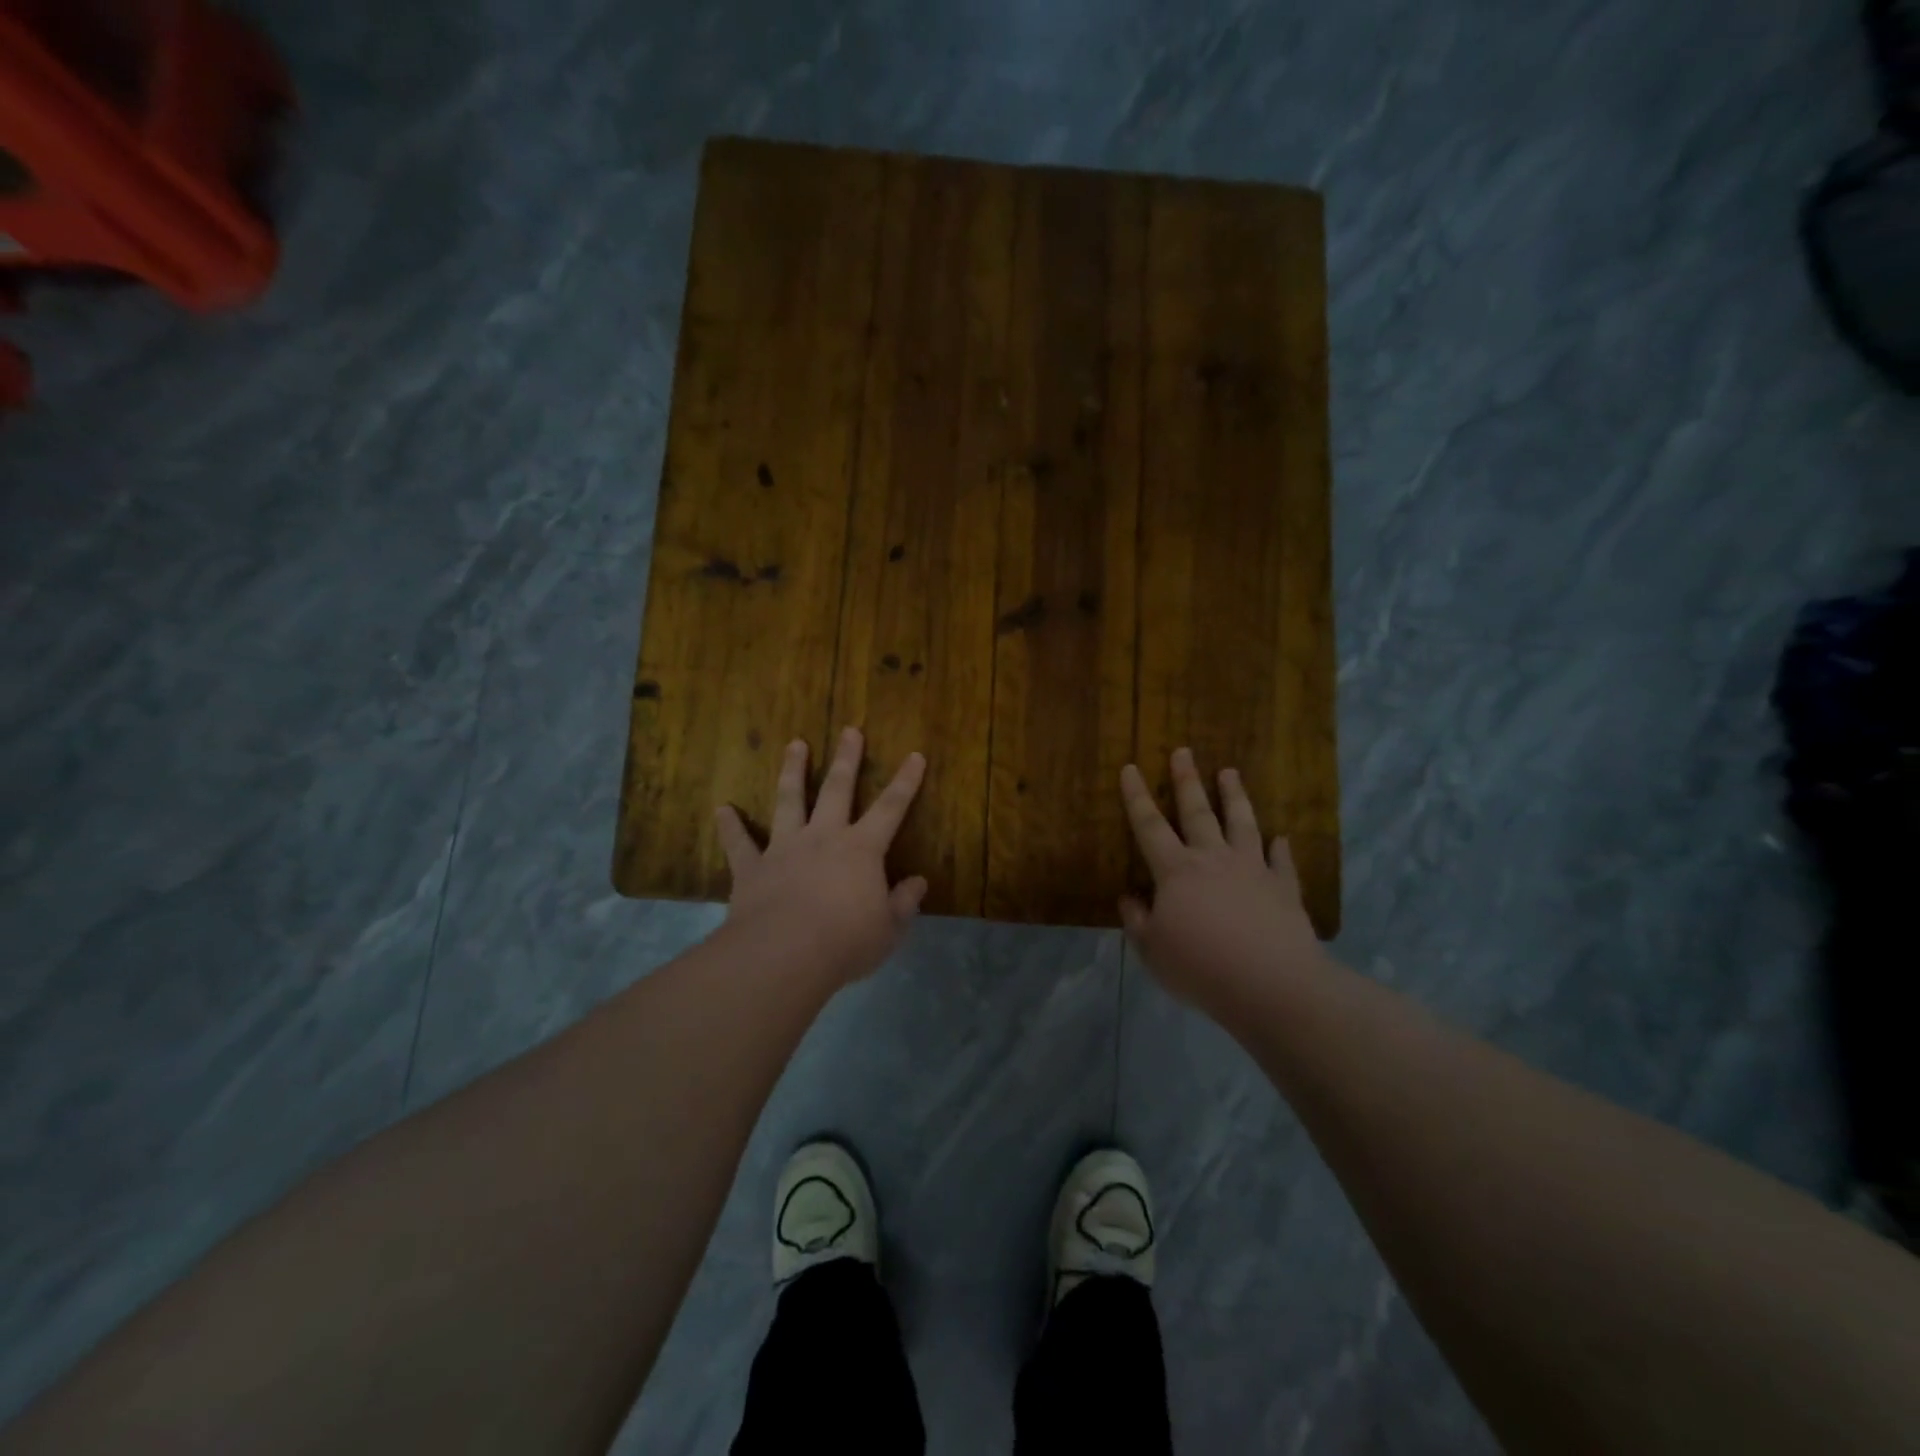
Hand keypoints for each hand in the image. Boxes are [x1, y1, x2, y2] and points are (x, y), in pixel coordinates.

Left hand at [716, 728, 927, 990]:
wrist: (783, 956)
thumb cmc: (845, 943)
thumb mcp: (889, 929)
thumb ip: (904, 902)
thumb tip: (918, 882)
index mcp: (861, 850)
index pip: (891, 808)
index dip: (906, 782)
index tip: (915, 755)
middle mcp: (823, 838)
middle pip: (837, 789)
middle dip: (847, 759)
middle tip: (850, 730)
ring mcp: (784, 849)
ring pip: (789, 800)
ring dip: (792, 771)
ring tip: (794, 744)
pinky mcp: (752, 868)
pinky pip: (739, 843)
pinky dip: (730, 826)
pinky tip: (722, 809)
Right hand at [1119, 748, 1326, 1011]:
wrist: (1271, 985)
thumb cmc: (1201, 967)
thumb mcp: (1152, 950)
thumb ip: (1137, 921)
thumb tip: (1129, 898)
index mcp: (1176, 871)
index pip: (1149, 826)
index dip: (1136, 797)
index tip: (1130, 768)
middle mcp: (1213, 860)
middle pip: (1197, 812)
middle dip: (1187, 780)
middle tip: (1183, 751)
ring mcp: (1252, 870)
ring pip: (1242, 823)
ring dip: (1234, 796)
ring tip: (1230, 772)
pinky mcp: (1284, 888)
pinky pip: (1281, 861)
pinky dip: (1280, 848)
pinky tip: (1282, 838)